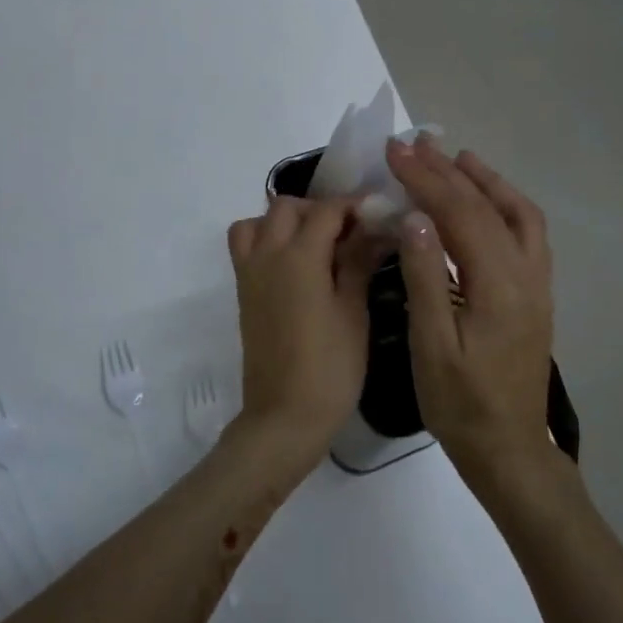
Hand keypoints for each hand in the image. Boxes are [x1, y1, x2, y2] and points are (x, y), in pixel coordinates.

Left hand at [226, 196, 382, 474]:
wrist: (285, 415)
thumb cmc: (330, 367)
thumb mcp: (353, 312)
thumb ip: (359, 263)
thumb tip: (375, 229)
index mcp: (299, 257)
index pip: (327, 211)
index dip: (355, 206)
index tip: (379, 214)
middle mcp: (268, 255)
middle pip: (286, 207)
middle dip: (319, 209)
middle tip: (349, 233)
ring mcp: (249, 273)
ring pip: (258, 222)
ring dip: (285, 221)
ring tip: (315, 244)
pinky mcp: (243, 292)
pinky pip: (245, 246)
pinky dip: (265, 239)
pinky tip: (295, 265)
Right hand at [385, 138, 557, 490]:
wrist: (508, 448)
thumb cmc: (460, 404)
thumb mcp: (432, 346)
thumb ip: (426, 278)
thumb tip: (414, 218)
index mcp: (498, 286)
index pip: (461, 214)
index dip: (426, 178)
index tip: (395, 152)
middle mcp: (526, 274)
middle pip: (488, 207)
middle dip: (448, 172)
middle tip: (414, 144)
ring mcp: (537, 284)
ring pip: (518, 215)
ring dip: (486, 181)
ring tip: (455, 158)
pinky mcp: (536, 294)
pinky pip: (526, 234)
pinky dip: (504, 205)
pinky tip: (483, 202)